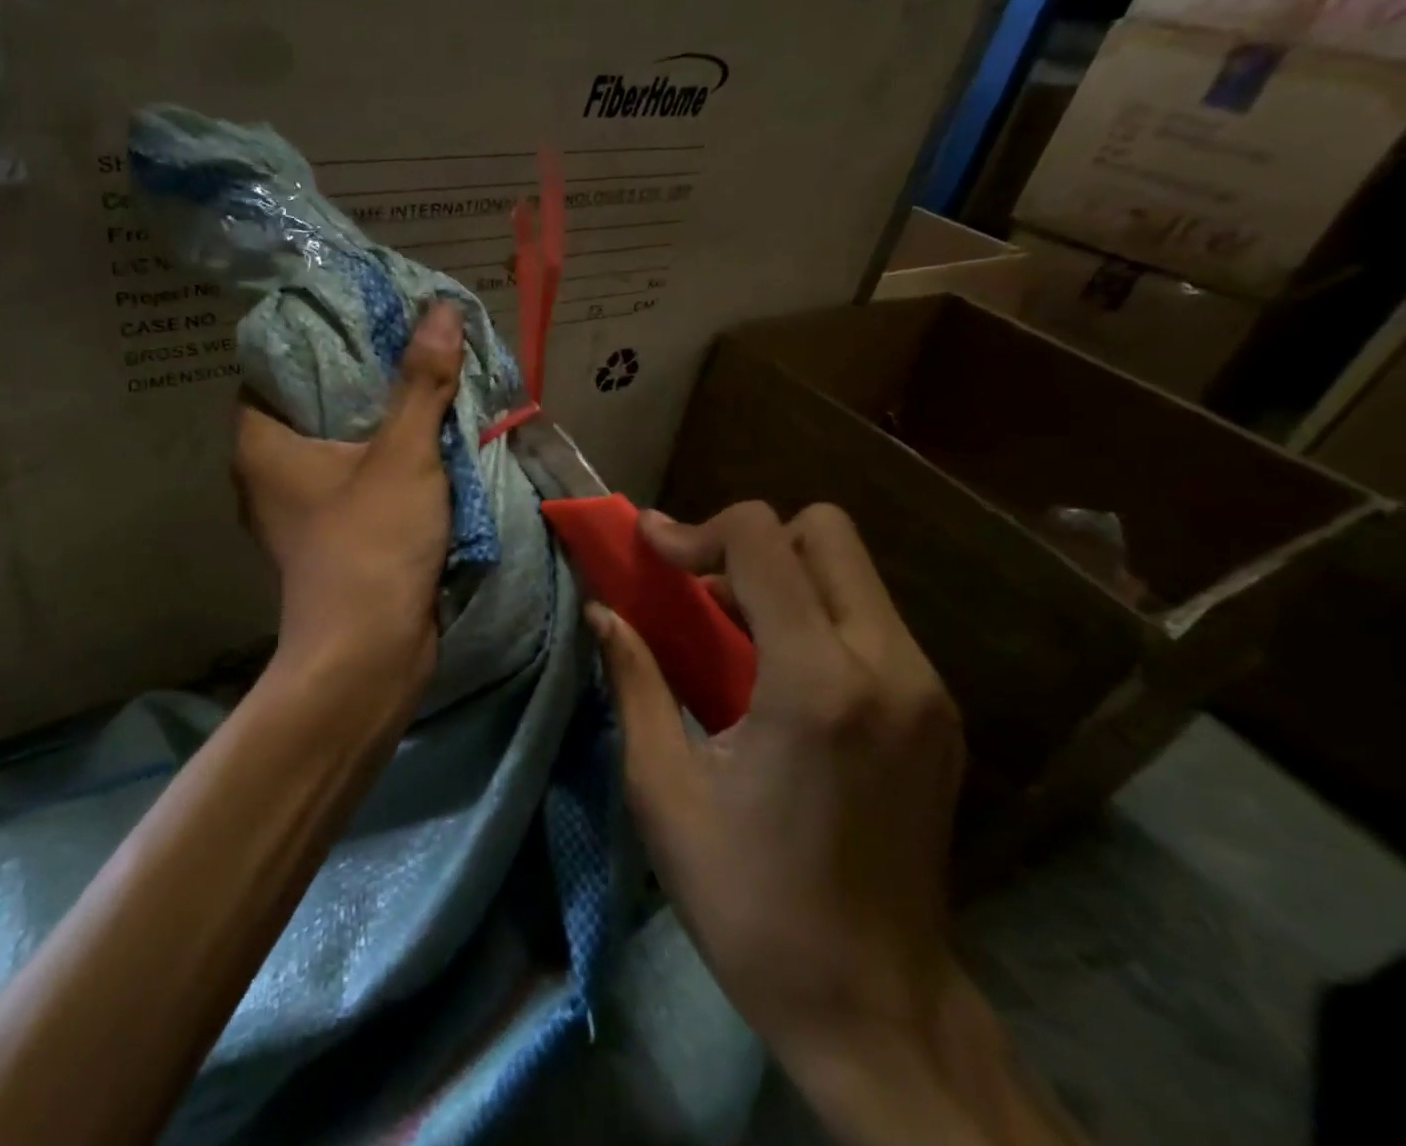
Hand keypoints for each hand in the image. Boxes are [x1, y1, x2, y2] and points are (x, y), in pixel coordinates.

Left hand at [233, 302, 464, 683]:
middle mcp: (267, 475)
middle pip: (309, 406)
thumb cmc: (370, 544)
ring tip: (418, 381)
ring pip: (335, 446)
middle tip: (401, 343)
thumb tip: (441, 308)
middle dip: (356, 378)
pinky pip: (352, 479)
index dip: (313, 339)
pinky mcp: (328, 537)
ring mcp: (297, 511)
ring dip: (375, 421)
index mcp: (260, 446)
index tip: (358, 318)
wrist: (370, 654)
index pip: (272, 369)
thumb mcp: (403, 455)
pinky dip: (382, 459)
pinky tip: (421, 439)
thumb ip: (421, 383)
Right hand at [589, 501, 965, 1053]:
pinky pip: (871, 617)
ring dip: (783, 576)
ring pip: (852, 570)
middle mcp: (889, 668)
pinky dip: (816, 613)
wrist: (876, 1011)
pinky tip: (777, 671)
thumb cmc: (750, 902)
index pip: (763, 538)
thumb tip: (601, 611)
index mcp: (817, 685)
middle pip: (826, 531)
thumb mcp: (665, 789)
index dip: (697, 529)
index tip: (652, 552)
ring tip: (729, 629)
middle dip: (751, 541)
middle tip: (699, 588)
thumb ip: (634, 680)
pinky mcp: (940, 714)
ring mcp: (928, 690)